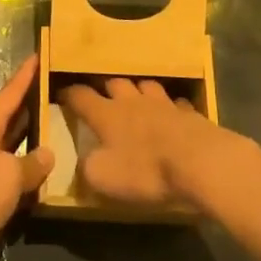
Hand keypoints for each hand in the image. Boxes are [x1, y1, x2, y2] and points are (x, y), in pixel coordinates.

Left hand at [0, 56, 51, 260]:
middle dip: (31, 99)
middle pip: (10, 114)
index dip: (26, 74)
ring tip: (58, 121)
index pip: (10, 93)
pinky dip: (27, 165)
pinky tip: (44, 170)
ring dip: (31, 133)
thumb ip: (31, 163)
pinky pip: (10, 169)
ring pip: (12, 142)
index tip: (40, 52)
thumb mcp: (8, 176)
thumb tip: (48, 153)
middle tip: (57, 85)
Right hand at [58, 77, 234, 210]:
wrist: (200, 162)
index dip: (68, 94)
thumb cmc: (146, 170)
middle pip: (114, 83)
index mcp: (106, 114)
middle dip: (104, 86)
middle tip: (101, 94)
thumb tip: (83, 160)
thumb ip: (87, 167)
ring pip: (145, 86)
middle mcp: (132, 101)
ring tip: (136, 97)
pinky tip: (172, 114)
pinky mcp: (190, 114)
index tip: (60, 94)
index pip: (80, 96)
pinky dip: (169, 107)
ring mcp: (163, 104)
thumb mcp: (104, 178)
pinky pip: (175, 103)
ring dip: (138, 90)